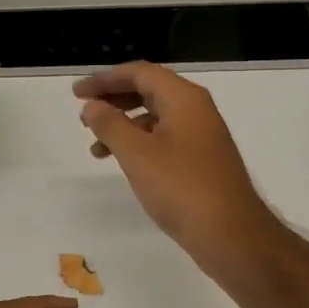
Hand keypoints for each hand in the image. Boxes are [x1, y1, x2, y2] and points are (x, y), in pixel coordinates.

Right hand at [74, 62, 274, 269]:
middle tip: (83, 113)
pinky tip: (124, 164)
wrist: (231, 234)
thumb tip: (92, 105)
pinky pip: (164, 139)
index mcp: (184, 98)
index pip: (140, 73)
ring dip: (123, 125)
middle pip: (149, 91)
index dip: (105, 79)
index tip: (77, 93)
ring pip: (155, 117)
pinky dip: (140, 144)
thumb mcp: (137, 154)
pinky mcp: (202, 160)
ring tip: (95, 147)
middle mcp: (196, 110)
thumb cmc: (181, 187)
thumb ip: (110, 125)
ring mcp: (202, 135)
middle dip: (114, 100)